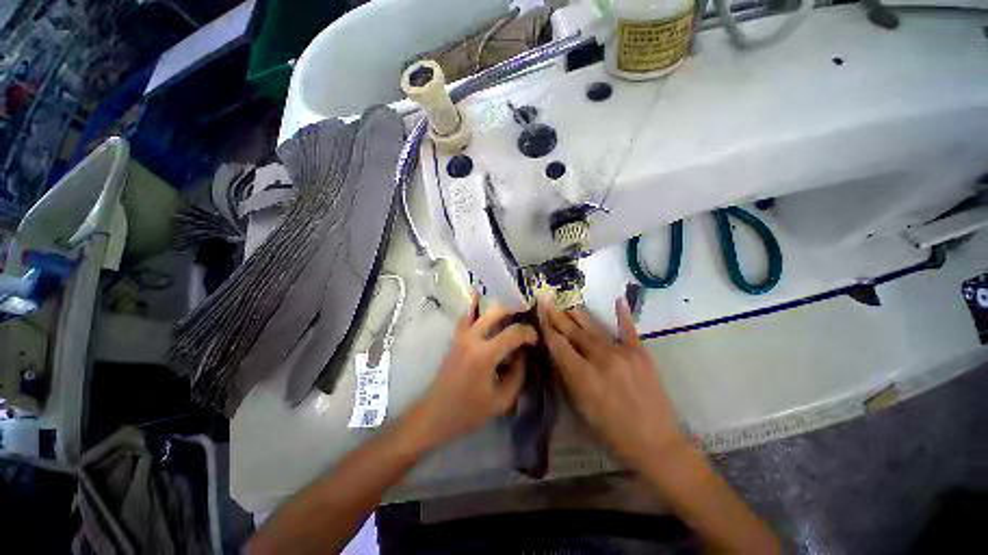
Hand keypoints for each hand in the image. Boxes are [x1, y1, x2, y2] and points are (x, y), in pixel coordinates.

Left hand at [410, 292, 537, 446]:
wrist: (435, 414)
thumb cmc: (469, 411)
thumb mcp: (502, 400)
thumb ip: (518, 374)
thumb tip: (523, 354)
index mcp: (485, 355)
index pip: (513, 333)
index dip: (529, 333)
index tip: (536, 340)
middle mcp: (472, 339)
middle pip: (496, 312)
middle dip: (514, 311)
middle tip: (525, 319)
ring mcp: (461, 336)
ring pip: (481, 310)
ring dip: (498, 308)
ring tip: (511, 312)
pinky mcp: (455, 338)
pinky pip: (466, 316)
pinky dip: (473, 305)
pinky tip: (478, 295)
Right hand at [537, 298, 684, 468]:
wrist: (657, 443)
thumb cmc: (613, 432)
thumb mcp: (582, 408)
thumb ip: (568, 376)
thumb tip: (558, 352)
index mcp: (583, 376)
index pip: (559, 345)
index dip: (547, 328)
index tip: (539, 313)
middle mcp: (601, 359)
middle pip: (574, 332)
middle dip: (558, 316)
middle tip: (547, 300)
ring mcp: (623, 353)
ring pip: (594, 328)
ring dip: (578, 314)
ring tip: (567, 302)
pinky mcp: (640, 353)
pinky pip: (628, 329)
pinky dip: (623, 314)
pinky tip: (618, 299)